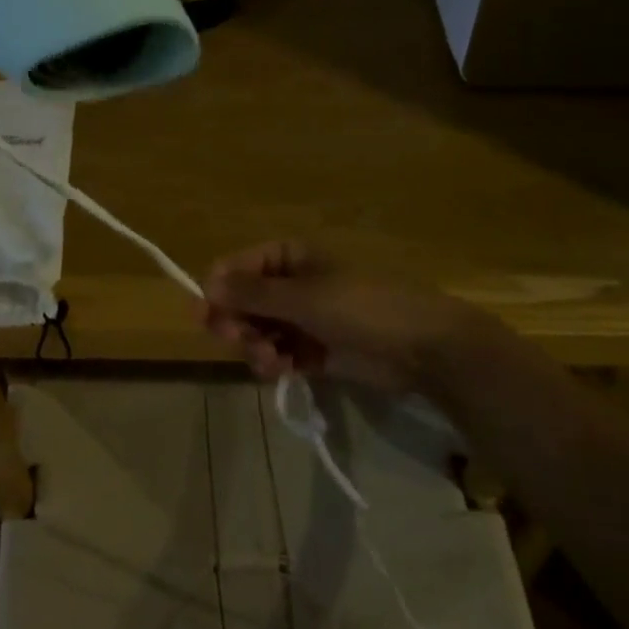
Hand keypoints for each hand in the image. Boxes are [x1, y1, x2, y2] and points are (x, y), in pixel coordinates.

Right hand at [200, 241, 472, 394]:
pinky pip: (281, 354)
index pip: (240, 267)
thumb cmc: (362, 307)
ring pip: (260, 331)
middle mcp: (293, 285)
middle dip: (238, 322)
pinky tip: (282, 370)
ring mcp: (305, 319)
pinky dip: (275, 363)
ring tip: (269, 361)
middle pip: (246, 301)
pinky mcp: (317, 351)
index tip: (205, 315)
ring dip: (256, 346)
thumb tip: (207, 284)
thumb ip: (253, 294)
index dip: (221, 289)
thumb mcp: (303, 297)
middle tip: (236, 340)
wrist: (423, 348)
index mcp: (290, 258)